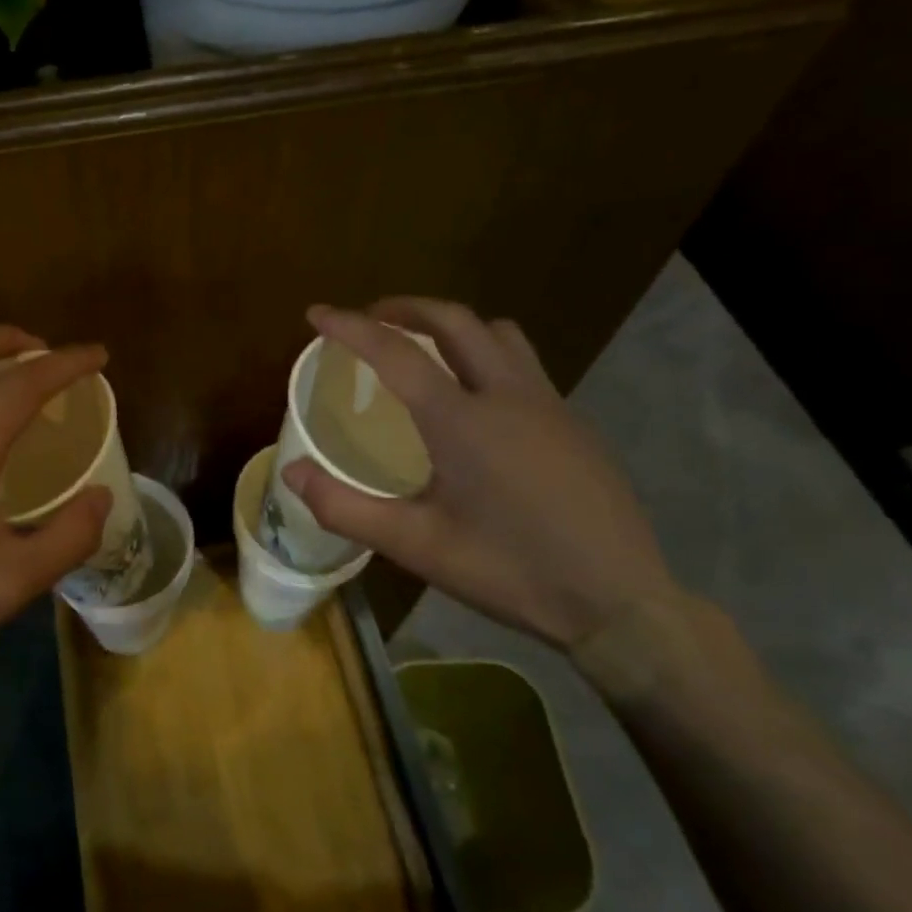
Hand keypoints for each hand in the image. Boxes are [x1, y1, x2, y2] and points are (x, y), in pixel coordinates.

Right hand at [282, 300, 680, 653]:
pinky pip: (523, 363)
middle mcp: (507, 395)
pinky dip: (486, 354)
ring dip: (453, 325)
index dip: (349, 326)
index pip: (394, 353)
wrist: (620, 603)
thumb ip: (345, 508)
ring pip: (498, 333)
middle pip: (454, 320)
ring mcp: (549, 404)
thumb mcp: (416, 546)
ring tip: (423, 346)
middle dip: (405, 308)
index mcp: (461, 420)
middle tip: (369, 319)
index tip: (316, 312)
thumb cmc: (509, 571)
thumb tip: (291, 472)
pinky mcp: (574, 423)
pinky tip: (476, 399)